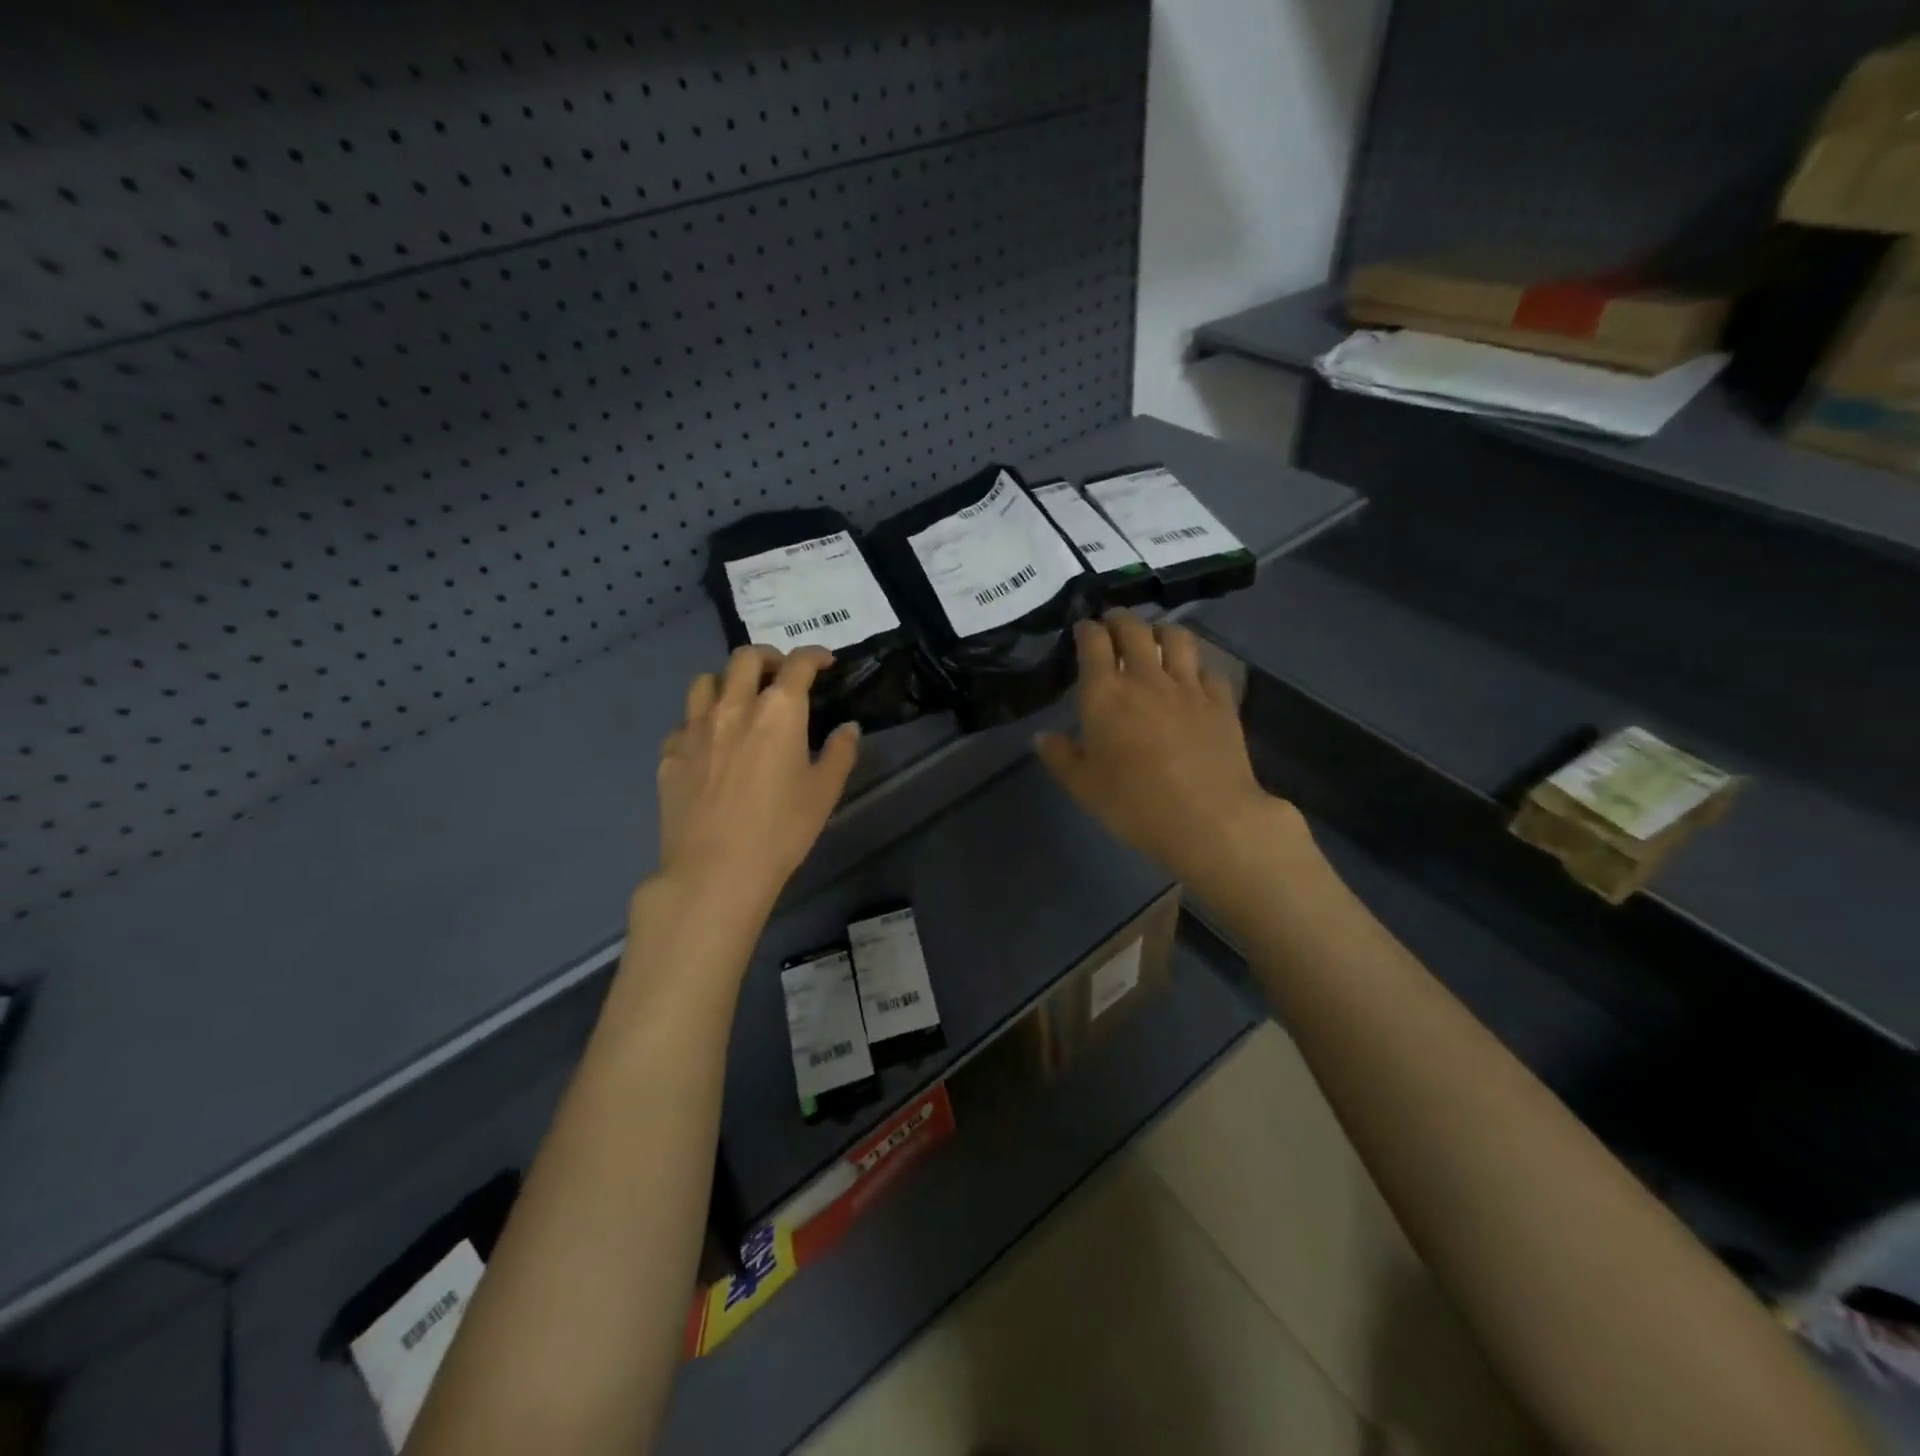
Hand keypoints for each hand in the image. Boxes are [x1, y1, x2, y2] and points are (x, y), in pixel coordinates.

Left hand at [653, 645, 860, 917]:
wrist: (716, 870)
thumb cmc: (781, 830)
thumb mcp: (824, 792)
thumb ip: (840, 752)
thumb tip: (848, 728)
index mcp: (778, 711)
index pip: (797, 664)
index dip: (814, 655)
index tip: (824, 662)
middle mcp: (734, 707)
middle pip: (745, 658)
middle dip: (768, 657)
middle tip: (780, 674)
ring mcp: (694, 729)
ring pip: (705, 681)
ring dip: (727, 682)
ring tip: (739, 700)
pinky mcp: (670, 755)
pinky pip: (684, 723)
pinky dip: (700, 723)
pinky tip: (709, 745)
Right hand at [1035, 612, 1301, 890]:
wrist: (1209, 819)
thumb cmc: (1134, 805)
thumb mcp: (1084, 787)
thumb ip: (1061, 757)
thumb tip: (1042, 737)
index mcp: (1105, 694)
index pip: (1093, 642)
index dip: (1087, 629)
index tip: (1083, 629)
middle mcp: (1146, 679)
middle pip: (1134, 629)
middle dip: (1120, 619)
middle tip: (1113, 623)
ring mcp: (1188, 687)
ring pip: (1176, 638)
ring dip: (1161, 630)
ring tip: (1154, 636)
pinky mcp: (1221, 701)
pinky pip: (1208, 669)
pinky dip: (1196, 665)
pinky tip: (1193, 676)